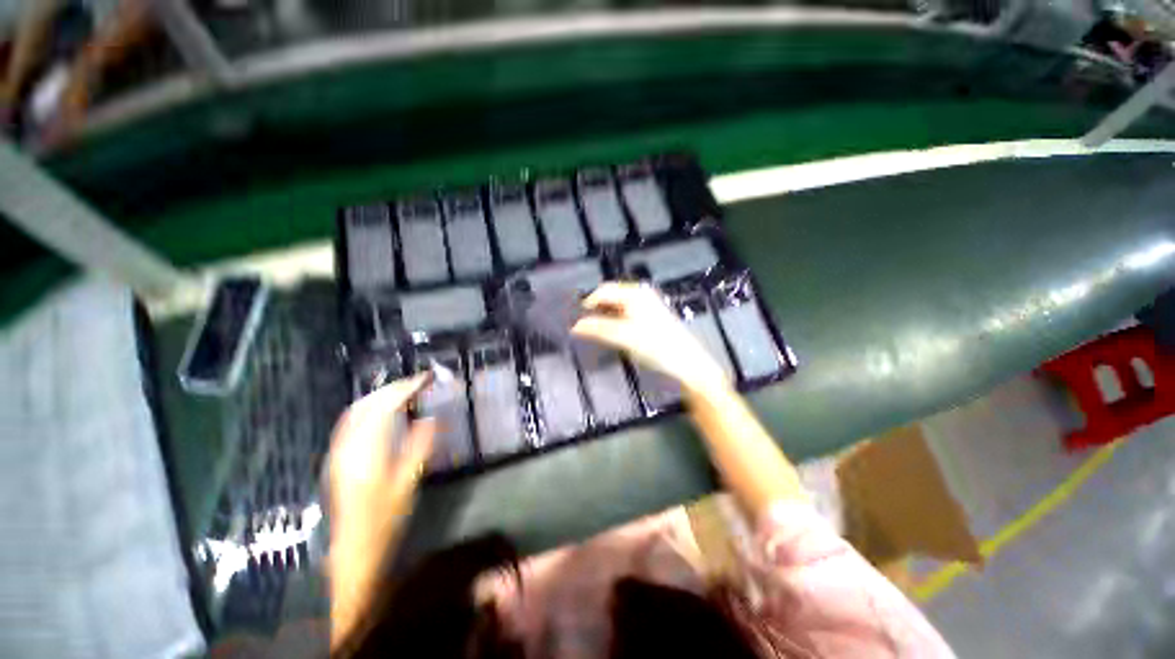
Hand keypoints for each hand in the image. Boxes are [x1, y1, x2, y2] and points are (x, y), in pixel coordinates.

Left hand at [327, 374, 435, 647]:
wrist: (353, 551)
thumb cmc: (385, 521)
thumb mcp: (408, 484)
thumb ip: (419, 447)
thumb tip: (431, 418)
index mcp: (367, 453)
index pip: (385, 407)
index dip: (406, 388)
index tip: (426, 378)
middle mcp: (347, 447)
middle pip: (367, 404)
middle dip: (394, 387)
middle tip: (419, 381)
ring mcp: (339, 452)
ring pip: (357, 410)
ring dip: (381, 395)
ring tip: (405, 390)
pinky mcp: (338, 458)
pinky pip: (351, 421)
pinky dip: (369, 407)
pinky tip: (383, 409)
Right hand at [572, 282, 730, 396]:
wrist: (686, 363)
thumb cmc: (656, 345)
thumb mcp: (623, 336)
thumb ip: (598, 329)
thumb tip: (575, 326)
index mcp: (634, 293)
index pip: (603, 291)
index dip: (587, 304)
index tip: (575, 320)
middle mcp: (640, 295)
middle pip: (610, 297)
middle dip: (595, 310)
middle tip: (582, 326)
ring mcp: (646, 306)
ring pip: (617, 307)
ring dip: (604, 317)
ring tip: (593, 332)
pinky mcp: (650, 318)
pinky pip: (625, 315)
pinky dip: (615, 322)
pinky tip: (611, 334)